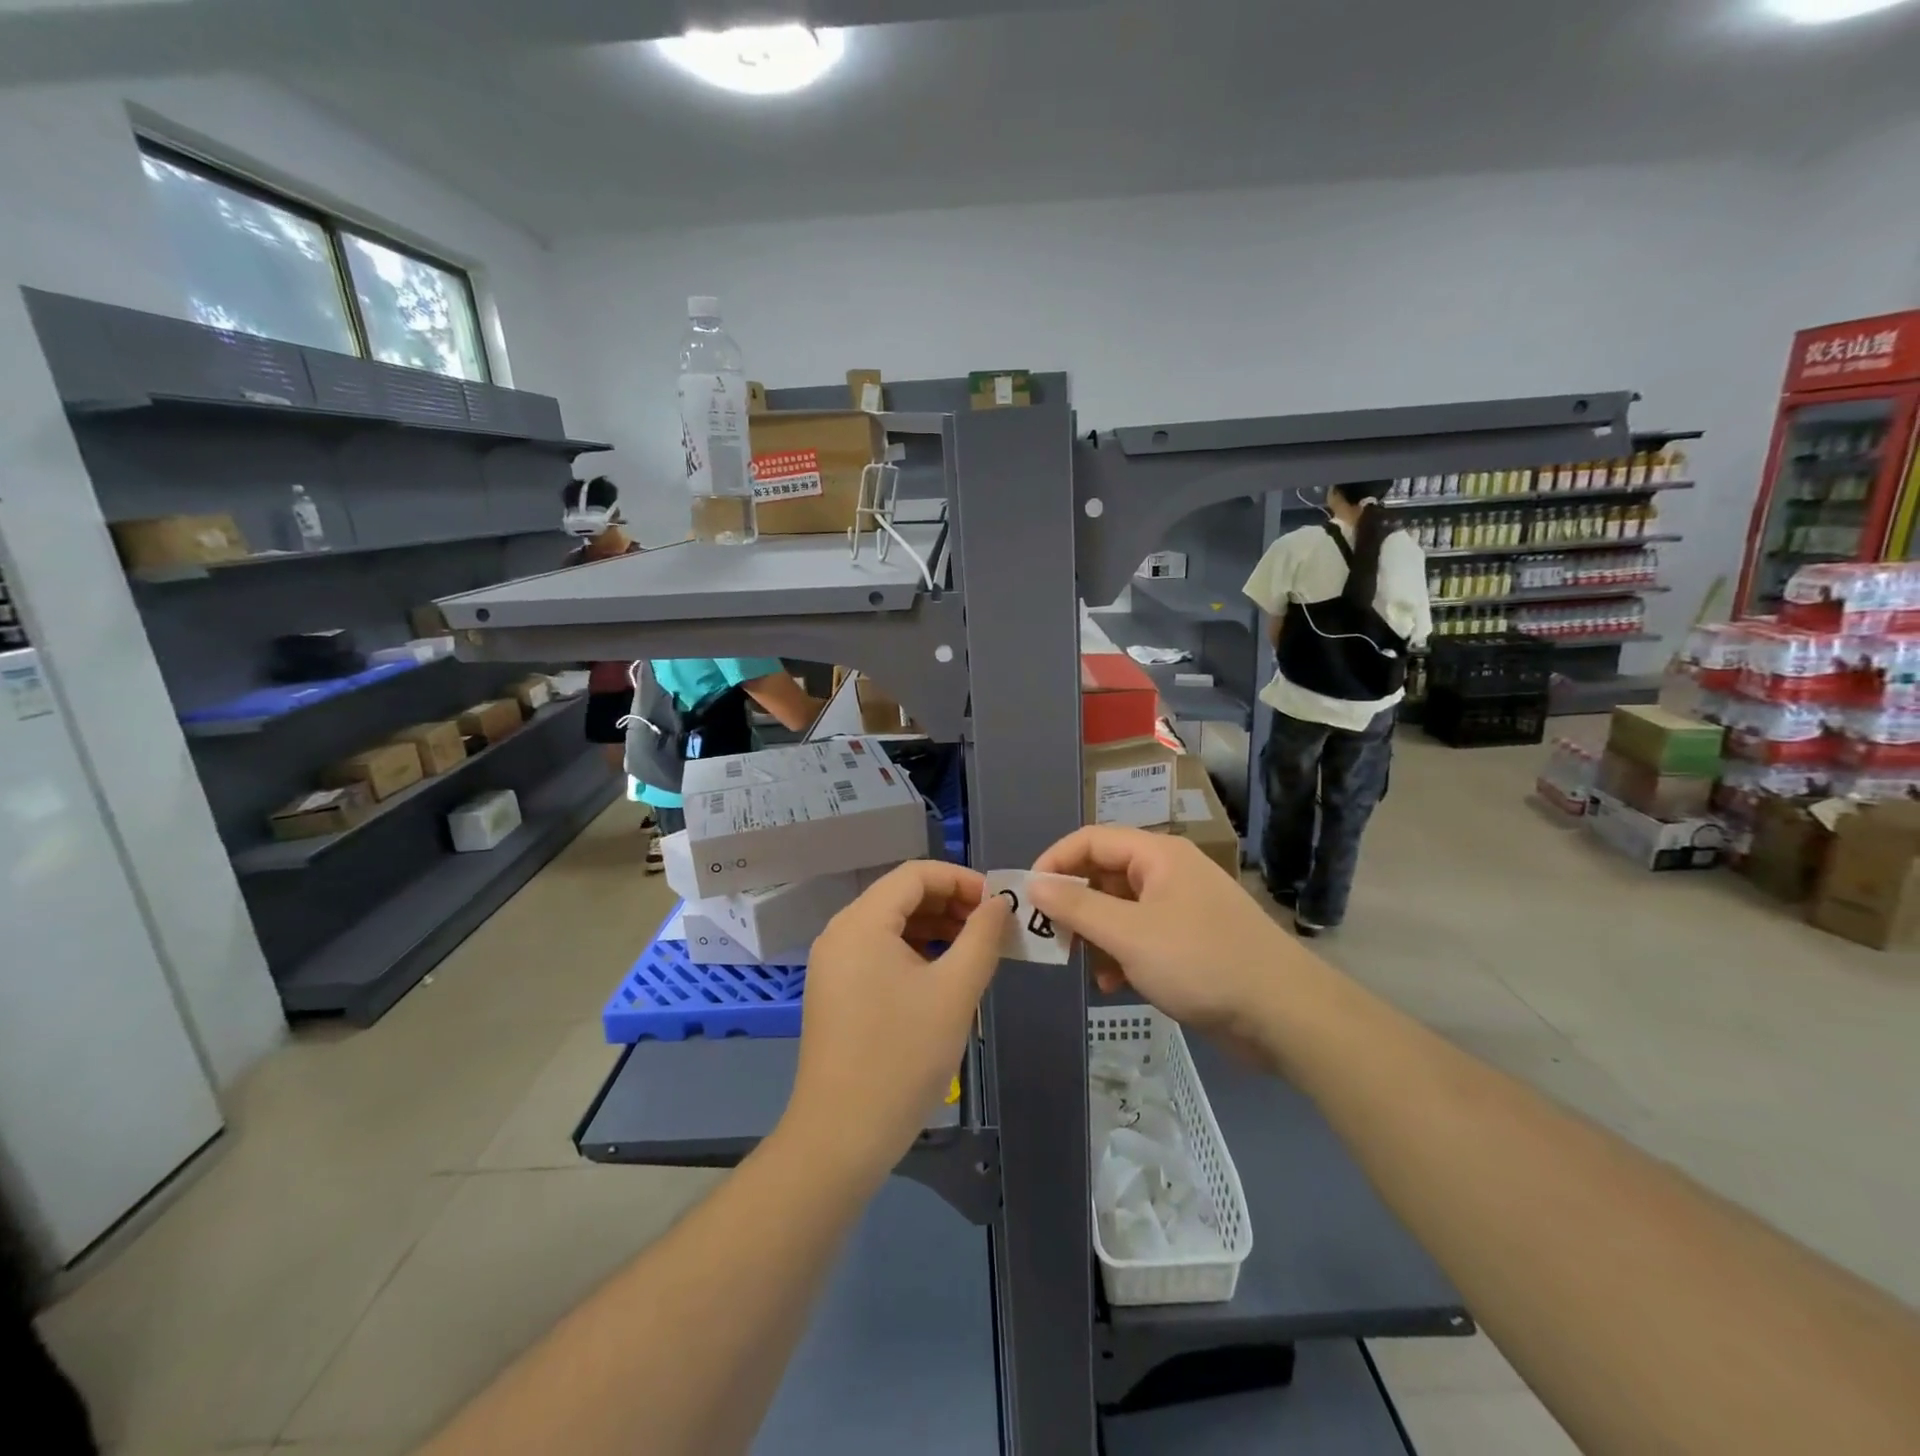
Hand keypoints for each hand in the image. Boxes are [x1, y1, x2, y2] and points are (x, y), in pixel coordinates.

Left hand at [781, 861, 1009, 1183]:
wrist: (841, 1136)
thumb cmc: (902, 1057)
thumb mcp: (955, 992)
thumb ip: (982, 937)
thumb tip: (1000, 903)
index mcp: (862, 922)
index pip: (916, 874)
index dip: (962, 879)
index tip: (999, 903)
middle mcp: (840, 932)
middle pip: (901, 895)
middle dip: (950, 903)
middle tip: (992, 928)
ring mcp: (833, 963)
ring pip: (891, 924)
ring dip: (934, 928)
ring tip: (975, 950)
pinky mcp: (835, 990)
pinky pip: (878, 952)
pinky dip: (913, 952)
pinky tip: (942, 975)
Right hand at [1031, 828, 1299, 1047]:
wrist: (1283, 1014)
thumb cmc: (1200, 962)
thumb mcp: (1128, 934)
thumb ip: (1077, 906)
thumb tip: (1034, 885)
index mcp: (1157, 856)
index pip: (1091, 840)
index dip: (1054, 862)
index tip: (1027, 897)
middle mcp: (1169, 873)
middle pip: (1105, 875)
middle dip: (1075, 906)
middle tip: (1052, 938)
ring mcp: (1182, 908)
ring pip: (1120, 910)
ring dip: (1097, 937)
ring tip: (1086, 968)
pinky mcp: (1191, 942)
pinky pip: (1141, 937)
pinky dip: (1122, 956)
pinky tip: (1116, 985)